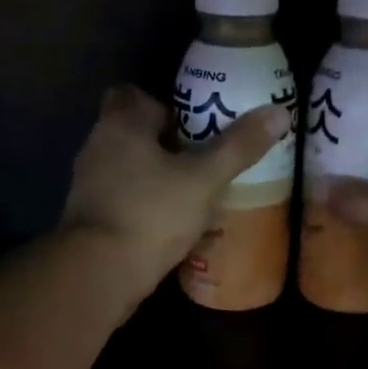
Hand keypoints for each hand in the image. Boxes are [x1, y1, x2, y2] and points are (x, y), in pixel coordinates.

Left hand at [62, 84, 289, 304]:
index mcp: (120, 124)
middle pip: (133, 136)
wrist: (100, 272)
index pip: (136, 96)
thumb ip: (238, 148)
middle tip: (199, 167)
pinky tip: (167, 231)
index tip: (192, 130)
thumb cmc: (152, 214)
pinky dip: (142, 212)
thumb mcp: (204, 179)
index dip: (165, 108)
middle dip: (163, 149)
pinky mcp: (88, 221)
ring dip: (154, 183)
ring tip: (190, 202)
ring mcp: (88, 186)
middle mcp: (97, 147)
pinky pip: (121, 205)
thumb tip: (280, 113)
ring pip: (127, 173)